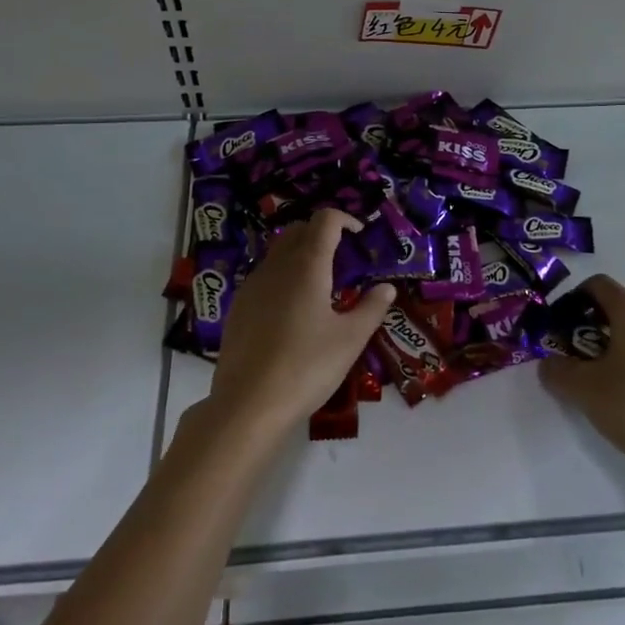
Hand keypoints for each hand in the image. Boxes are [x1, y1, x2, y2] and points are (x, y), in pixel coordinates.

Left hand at [206, 209, 395, 437]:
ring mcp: (252, 285)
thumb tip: (386, 287)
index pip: (325, 220)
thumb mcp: (350, 340)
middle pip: (298, 230)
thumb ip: (372, 308)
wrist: (247, 405)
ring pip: (278, 252)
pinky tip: (292, 311)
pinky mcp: (238, 307)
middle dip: (322, 234)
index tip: (360, 235)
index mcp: (307, 265)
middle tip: (343, 259)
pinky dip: (283, 276)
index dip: (345, 219)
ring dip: (301, 254)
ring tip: (320, 286)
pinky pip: (264, 276)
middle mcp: (277, 265)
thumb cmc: (306, 367)